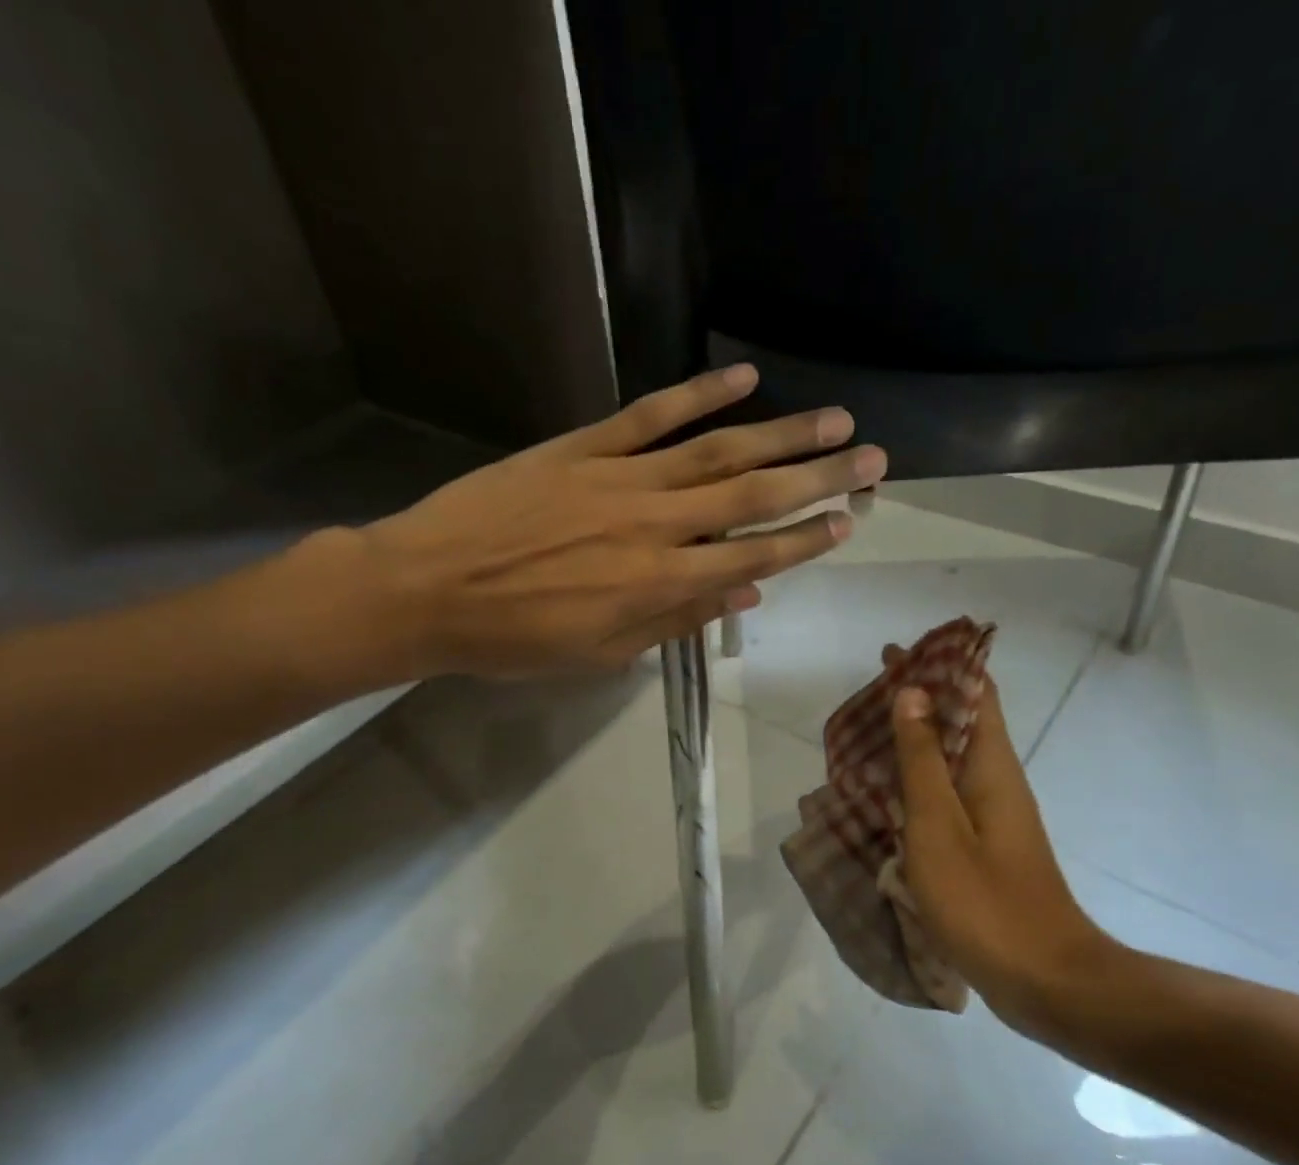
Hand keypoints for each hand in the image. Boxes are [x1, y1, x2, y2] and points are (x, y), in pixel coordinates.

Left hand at [298, 366, 884, 684]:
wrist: (426, 590)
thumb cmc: (514, 639)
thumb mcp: (600, 653)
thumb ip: (675, 621)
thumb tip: (743, 591)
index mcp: (659, 584)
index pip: (753, 556)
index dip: (805, 540)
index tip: (848, 523)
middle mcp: (656, 525)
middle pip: (752, 496)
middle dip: (819, 478)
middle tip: (872, 458)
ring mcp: (620, 478)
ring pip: (716, 451)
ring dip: (781, 434)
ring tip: (834, 418)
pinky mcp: (582, 447)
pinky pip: (650, 415)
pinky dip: (698, 394)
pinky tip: (742, 377)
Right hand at [889, 664, 1106, 1033]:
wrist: (1043, 977)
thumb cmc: (984, 899)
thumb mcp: (938, 824)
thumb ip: (922, 759)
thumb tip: (913, 693)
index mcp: (991, 766)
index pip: (974, 694)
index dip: (939, 666)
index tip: (896, 652)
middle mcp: (997, 782)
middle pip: (960, 722)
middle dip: (919, 699)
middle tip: (866, 693)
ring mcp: (992, 817)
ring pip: (950, 760)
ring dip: (914, 740)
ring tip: (865, 735)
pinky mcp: (983, 848)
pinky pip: (945, 796)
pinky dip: (915, 782)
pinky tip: (885, 795)